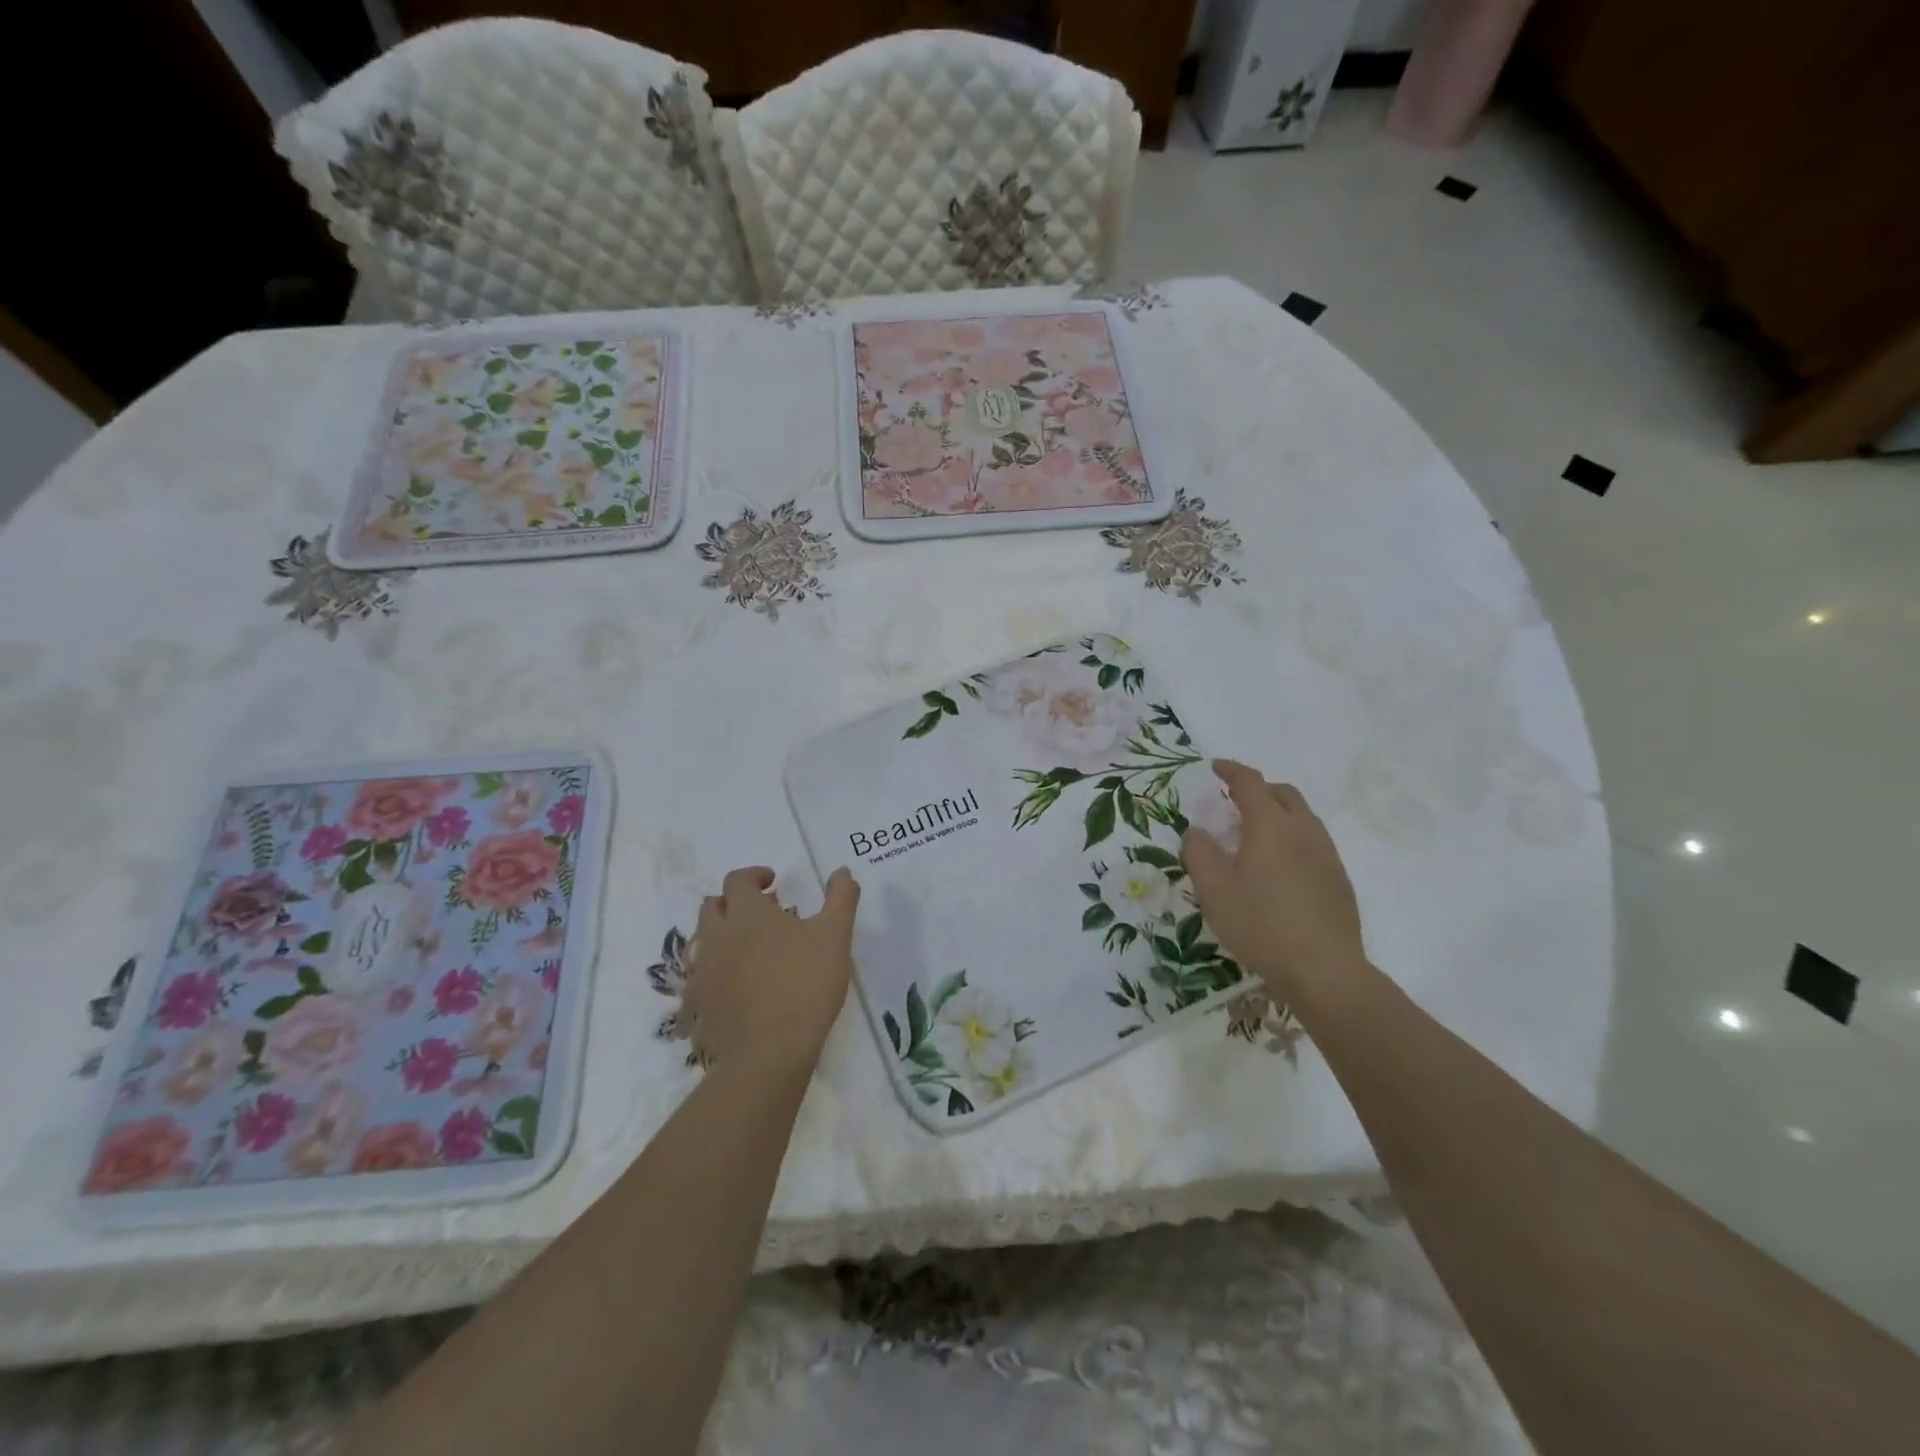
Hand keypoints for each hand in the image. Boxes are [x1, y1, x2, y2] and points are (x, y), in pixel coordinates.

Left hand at [684, 866, 860, 1074]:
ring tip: (751, 948)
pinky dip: (716, 971)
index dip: (754, 876)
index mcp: (747, 914)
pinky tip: (737, 985)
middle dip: (734, 902)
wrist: (769, 1052)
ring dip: (723, 933)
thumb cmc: (805, 985)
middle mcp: (717, 936)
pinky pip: (700, 977)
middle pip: (712, 906)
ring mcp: (703, 971)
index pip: (738, 880)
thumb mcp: (835, 936)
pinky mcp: (698, 1004)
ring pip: (703, 940)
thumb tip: (842, 870)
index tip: (773, 883)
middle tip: (763, 912)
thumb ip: (841, 898)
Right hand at [1180, 761, 1364, 1004]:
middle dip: (1258, 790)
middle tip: (1235, 802)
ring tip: (1256, 836)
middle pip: (1283, 794)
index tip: (1215, 768)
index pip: (1250, 783)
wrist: (1324, 970)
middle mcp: (1303, 830)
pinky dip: (1292, 839)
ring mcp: (1327, 855)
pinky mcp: (1339, 880)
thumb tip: (1197, 831)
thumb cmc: (1260, 923)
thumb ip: (1199, 852)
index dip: (1231, 771)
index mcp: (1271, 825)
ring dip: (1278, 814)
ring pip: (1303, 818)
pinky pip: (1313, 843)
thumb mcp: (1213, 889)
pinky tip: (1279, 870)